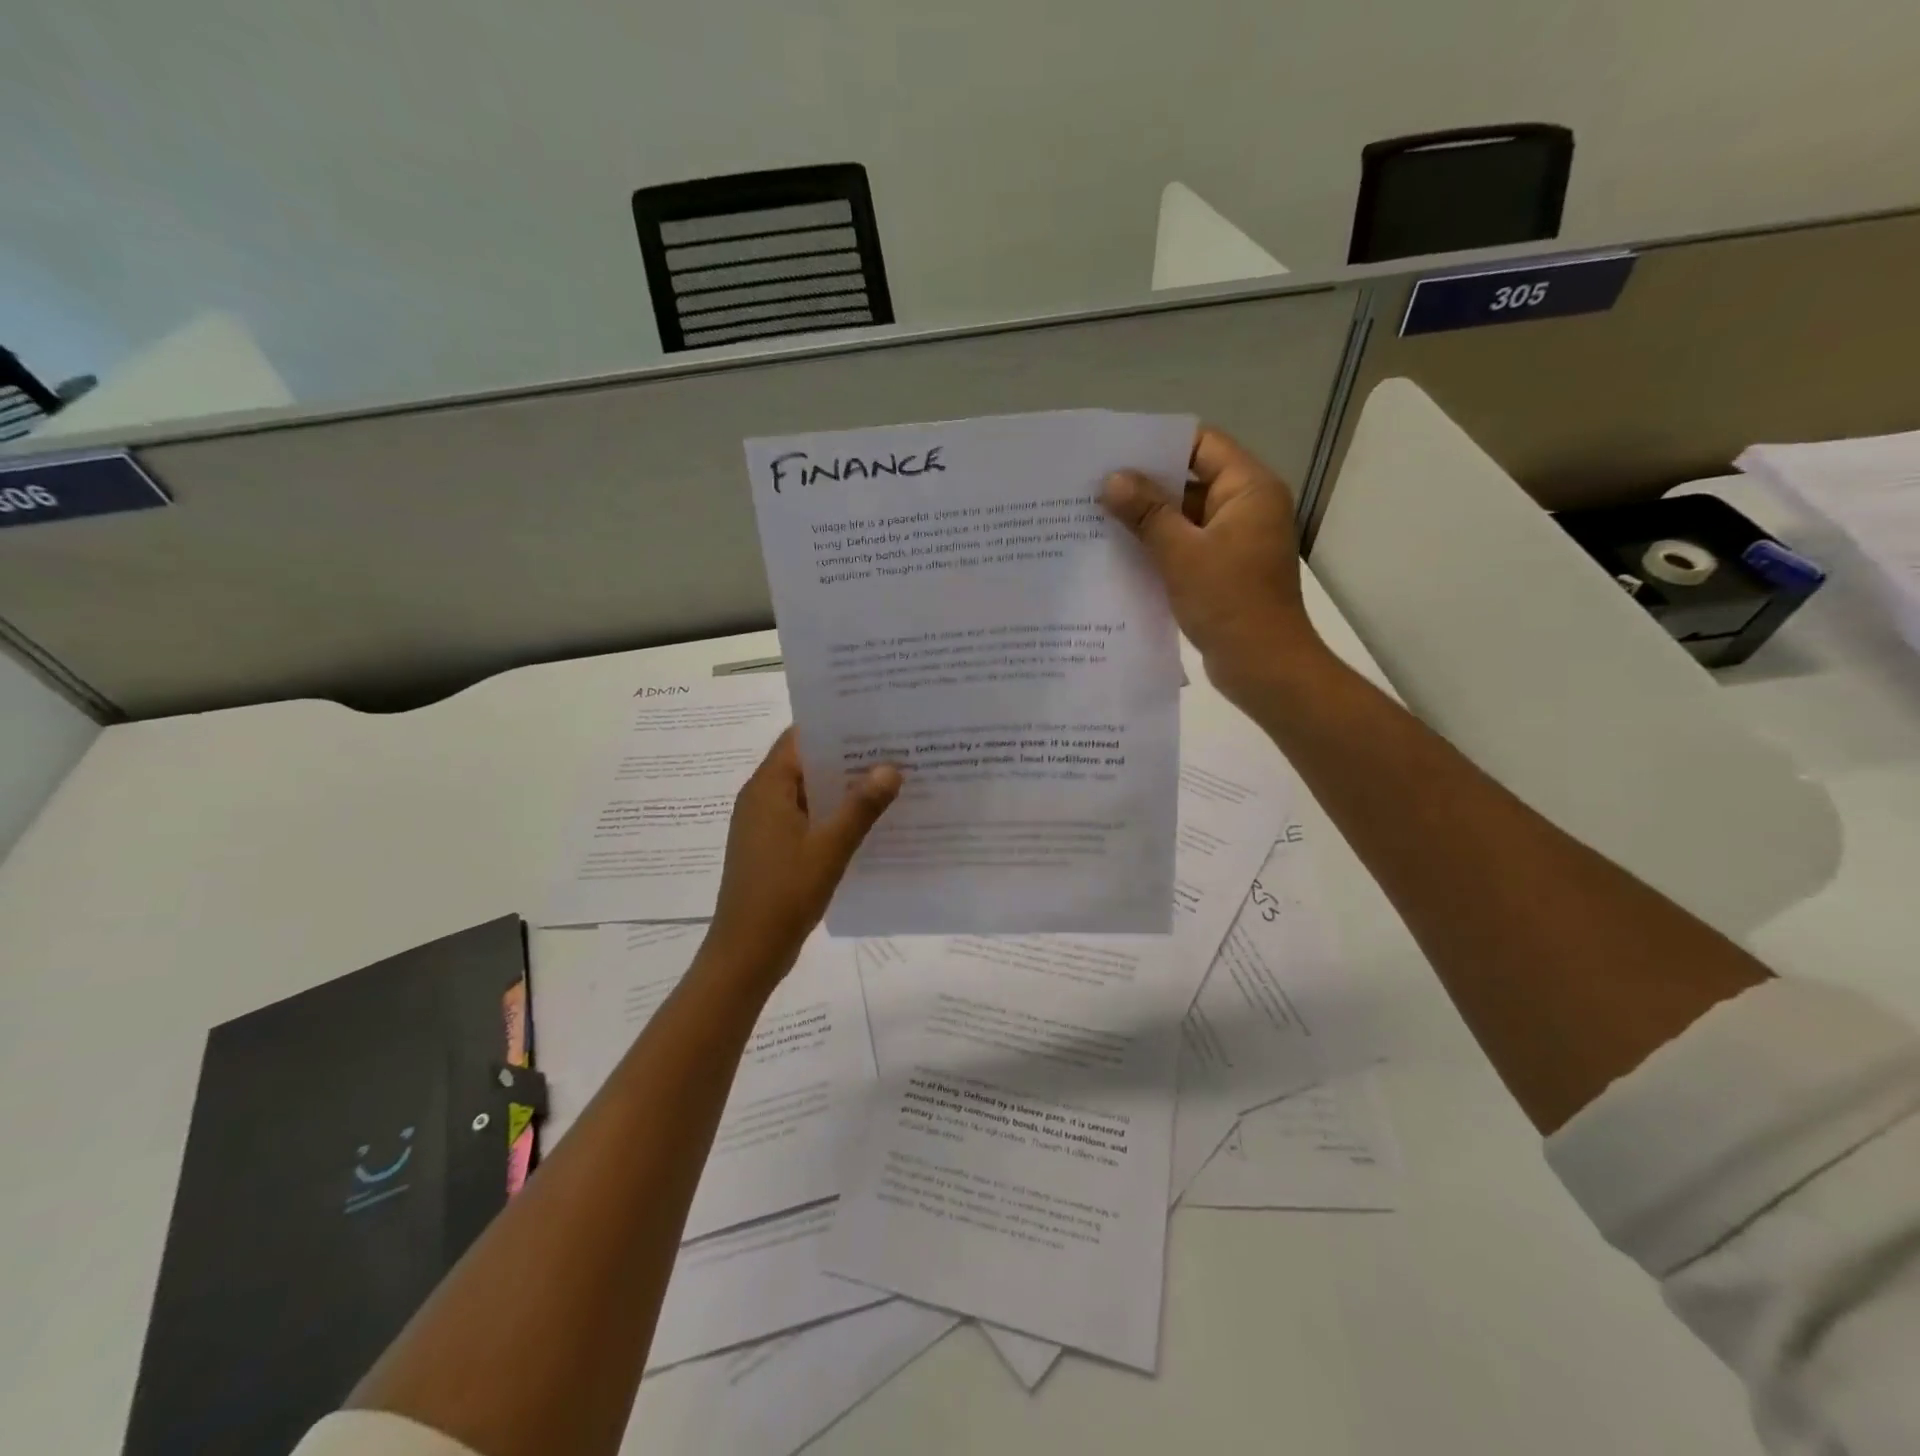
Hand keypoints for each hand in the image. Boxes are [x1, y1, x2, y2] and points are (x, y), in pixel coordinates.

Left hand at [706, 729, 901, 980]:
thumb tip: (890, 767)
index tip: (874, 719)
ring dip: (842, 788)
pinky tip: (868, 821)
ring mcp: (766, 826)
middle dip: (846, 757)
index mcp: (767, 788)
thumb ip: (861, 807)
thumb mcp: (829, 848)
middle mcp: (762, 799)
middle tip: (893, 748)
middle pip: (805, 763)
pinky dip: (833, 815)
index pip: (799, 738)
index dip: (834, 726)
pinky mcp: (773, 849)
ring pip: (808, 793)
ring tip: (890, 780)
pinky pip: (806, 818)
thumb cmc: (783, 894)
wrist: (746, 954)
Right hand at [1102, 426, 1325, 706]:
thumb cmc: (1229, 602)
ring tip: (1097, 518)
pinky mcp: (1222, 571)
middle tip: (1095, 487)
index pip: (1202, 444)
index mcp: (1249, 489)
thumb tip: (1112, 479)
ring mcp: (1235, 542)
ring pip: (1184, 517)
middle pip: (1191, 480)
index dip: (1158, 445)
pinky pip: (1186, 547)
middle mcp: (1246, 508)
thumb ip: (1147, 513)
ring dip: (1147, 520)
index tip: (1114, 453)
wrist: (1264, 667)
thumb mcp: (1182, 553)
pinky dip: (1157, 548)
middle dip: (1145, 485)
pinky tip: (1118, 554)